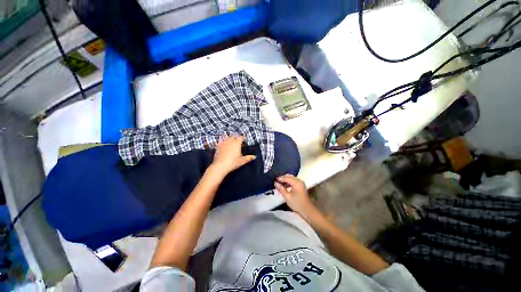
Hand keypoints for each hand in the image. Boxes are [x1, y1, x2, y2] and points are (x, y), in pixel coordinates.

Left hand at [210, 136, 255, 176]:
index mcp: (236, 143)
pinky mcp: (218, 146)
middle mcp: (230, 141)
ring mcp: (223, 143)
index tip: (245, 141)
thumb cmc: (232, 163)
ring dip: (230, 139)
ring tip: (232, 142)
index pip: (240, 137)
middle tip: (239, 141)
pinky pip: (222, 141)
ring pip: (227, 138)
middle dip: (237, 138)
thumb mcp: (242, 161)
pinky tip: (225, 145)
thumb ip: (248, 158)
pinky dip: (224, 142)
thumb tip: (254, 156)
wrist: (220, 166)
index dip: (243, 138)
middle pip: (234, 136)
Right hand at [274, 174, 318, 220]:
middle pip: (289, 177)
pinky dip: (288, 183)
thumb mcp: (287, 196)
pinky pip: (293, 182)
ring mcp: (300, 183)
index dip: (279, 178)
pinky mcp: (300, 187)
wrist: (307, 211)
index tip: (273, 179)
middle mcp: (299, 181)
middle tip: (275, 181)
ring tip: (278, 184)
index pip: (286, 178)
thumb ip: (281, 188)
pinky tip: (284, 186)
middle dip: (282, 178)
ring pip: (291, 179)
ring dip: (285, 181)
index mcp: (297, 182)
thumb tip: (275, 183)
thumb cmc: (297, 203)